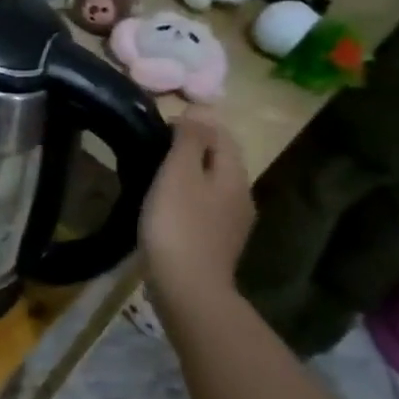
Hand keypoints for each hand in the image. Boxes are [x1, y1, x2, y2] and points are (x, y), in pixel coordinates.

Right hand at [139, 108, 253, 301]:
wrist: (188, 288)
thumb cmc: (178, 224)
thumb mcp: (179, 174)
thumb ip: (189, 140)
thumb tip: (199, 111)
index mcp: (233, 175)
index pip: (222, 135)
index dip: (196, 122)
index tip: (161, 125)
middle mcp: (241, 196)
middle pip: (221, 160)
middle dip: (195, 147)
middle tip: (158, 145)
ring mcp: (232, 223)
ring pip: (214, 185)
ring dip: (191, 173)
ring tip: (159, 173)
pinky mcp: (218, 244)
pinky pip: (206, 208)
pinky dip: (189, 197)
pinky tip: (168, 206)